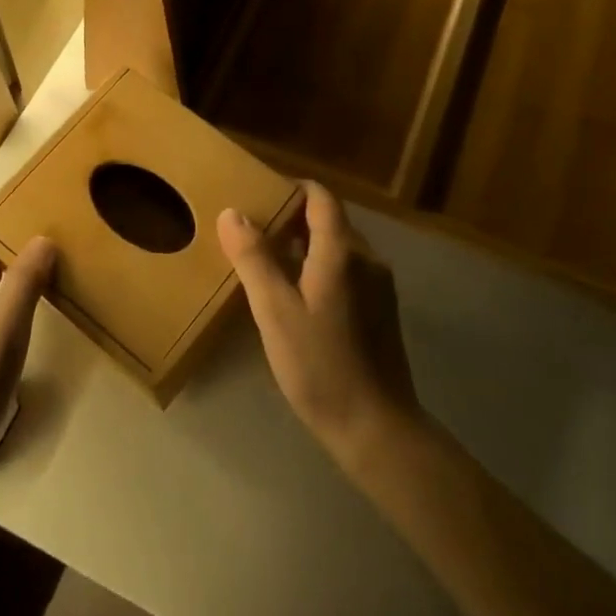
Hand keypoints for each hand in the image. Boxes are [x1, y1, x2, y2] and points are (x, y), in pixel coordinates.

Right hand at [218, 181, 419, 466]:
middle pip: (329, 220)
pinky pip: (348, 271)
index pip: (321, 197)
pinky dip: (320, 268)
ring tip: (268, 264)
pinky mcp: (382, 309)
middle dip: (292, 219)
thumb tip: (233, 212)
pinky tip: (297, 297)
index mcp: (342, 252)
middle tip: (252, 234)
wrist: (375, 427)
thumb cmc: (320, 366)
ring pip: (338, 247)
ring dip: (305, 246)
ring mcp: (379, 285)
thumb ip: (254, 258)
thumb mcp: (275, 312)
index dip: (291, 189)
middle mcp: (367, 259)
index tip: (259, 196)